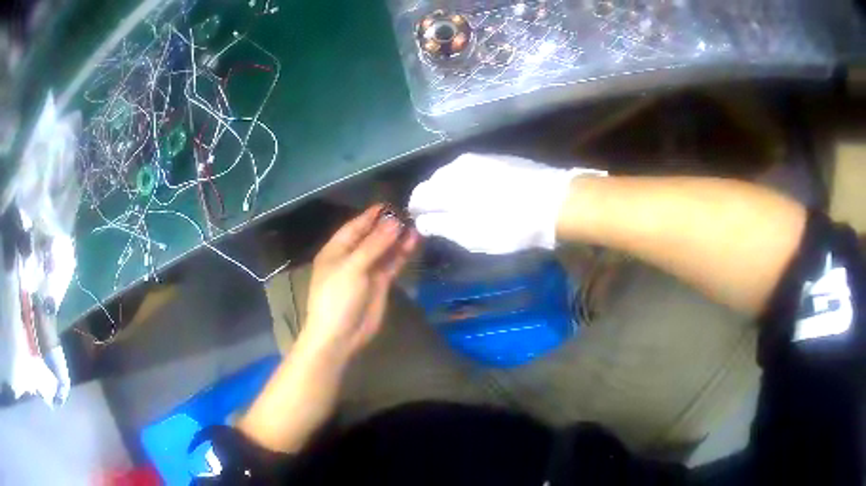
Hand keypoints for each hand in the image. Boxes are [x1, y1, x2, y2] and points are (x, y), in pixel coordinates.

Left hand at [298, 205, 418, 364]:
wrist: (340, 335)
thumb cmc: (337, 297)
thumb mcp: (353, 267)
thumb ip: (375, 244)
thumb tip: (394, 222)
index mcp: (336, 250)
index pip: (355, 227)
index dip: (372, 215)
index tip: (391, 204)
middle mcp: (351, 257)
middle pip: (371, 236)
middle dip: (388, 226)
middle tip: (410, 213)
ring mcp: (366, 271)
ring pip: (384, 250)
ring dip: (398, 239)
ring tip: (417, 225)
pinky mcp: (380, 284)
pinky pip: (392, 264)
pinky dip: (401, 254)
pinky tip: (413, 242)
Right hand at [408, 153, 604, 253]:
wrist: (555, 202)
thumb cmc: (507, 224)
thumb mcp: (468, 234)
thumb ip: (439, 226)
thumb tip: (420, 221)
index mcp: (445, 183)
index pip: (418, 195)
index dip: (417, 211)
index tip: (422, 225)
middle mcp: (458, 164)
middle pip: (435, 182)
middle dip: (434, 200)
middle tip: (444, 221)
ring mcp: (481, 158)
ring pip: (456, 175)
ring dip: (453, 192)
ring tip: (464, 210)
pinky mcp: (501, 159)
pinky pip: (475, 172)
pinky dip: (471, 185)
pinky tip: (483, 197)